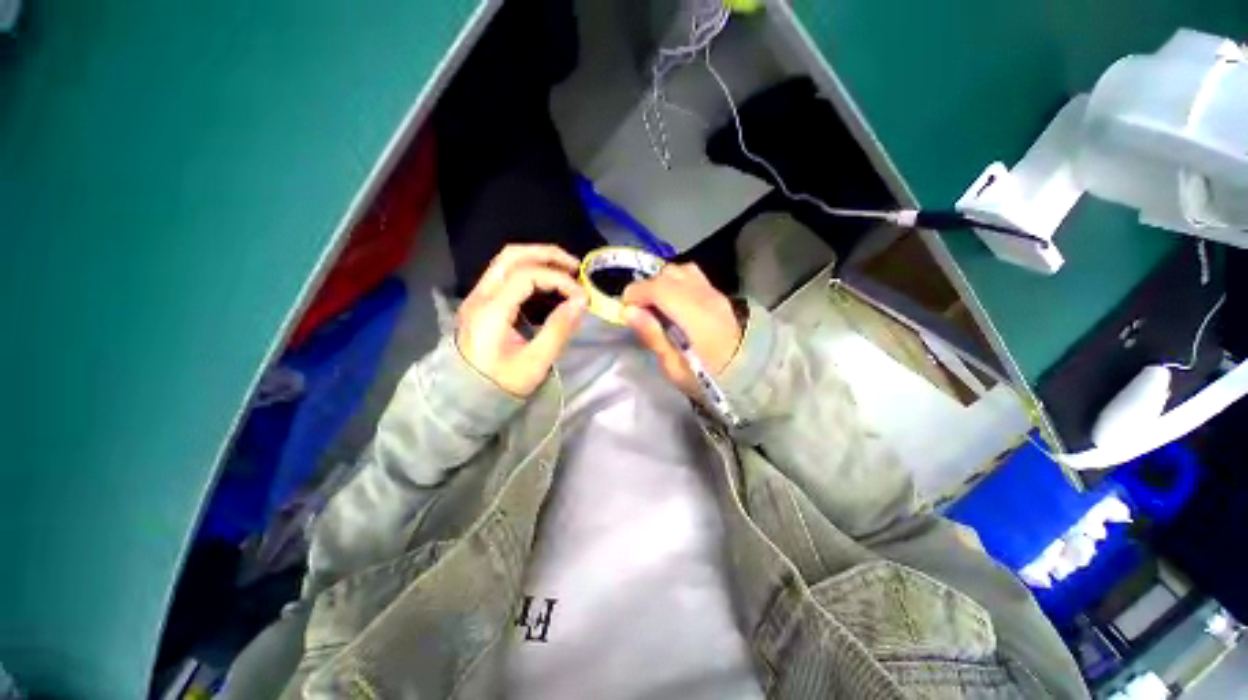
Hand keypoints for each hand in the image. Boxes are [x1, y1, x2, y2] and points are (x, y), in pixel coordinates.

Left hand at [456, 245, 587, 396]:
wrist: (467, 397)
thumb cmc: (502, 383)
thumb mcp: (535, 362)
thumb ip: (559, 329)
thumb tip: (581, 301)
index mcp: (491, 310)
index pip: (527, 275)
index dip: (558, 279)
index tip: (581, 296)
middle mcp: (480, 295)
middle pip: (512, 255)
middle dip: (547, 255)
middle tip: (575, 267)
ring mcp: (477, 296)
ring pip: (506, 260)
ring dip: (537, 259)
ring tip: (565, 271)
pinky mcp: (481, 302)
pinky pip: (505, 273)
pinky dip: (529, 269)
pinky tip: (547, 282)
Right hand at [622, 262, 742, 395]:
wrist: (748, 375)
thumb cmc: (708, 379)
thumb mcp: (674, 368)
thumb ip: (652, 336)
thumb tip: (628, 311)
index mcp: (694, 316)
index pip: (658, 288)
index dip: (635, 294)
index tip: (626, 311)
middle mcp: (704, 296)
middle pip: (667, 274)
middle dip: (646, 288)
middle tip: (641, 312)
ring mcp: (713, 292)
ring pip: (679, 270)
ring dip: (662, 283)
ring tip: (657, 305)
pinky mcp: (717, 294)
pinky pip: (691, 275)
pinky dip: (675, 282)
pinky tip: (674, 302)